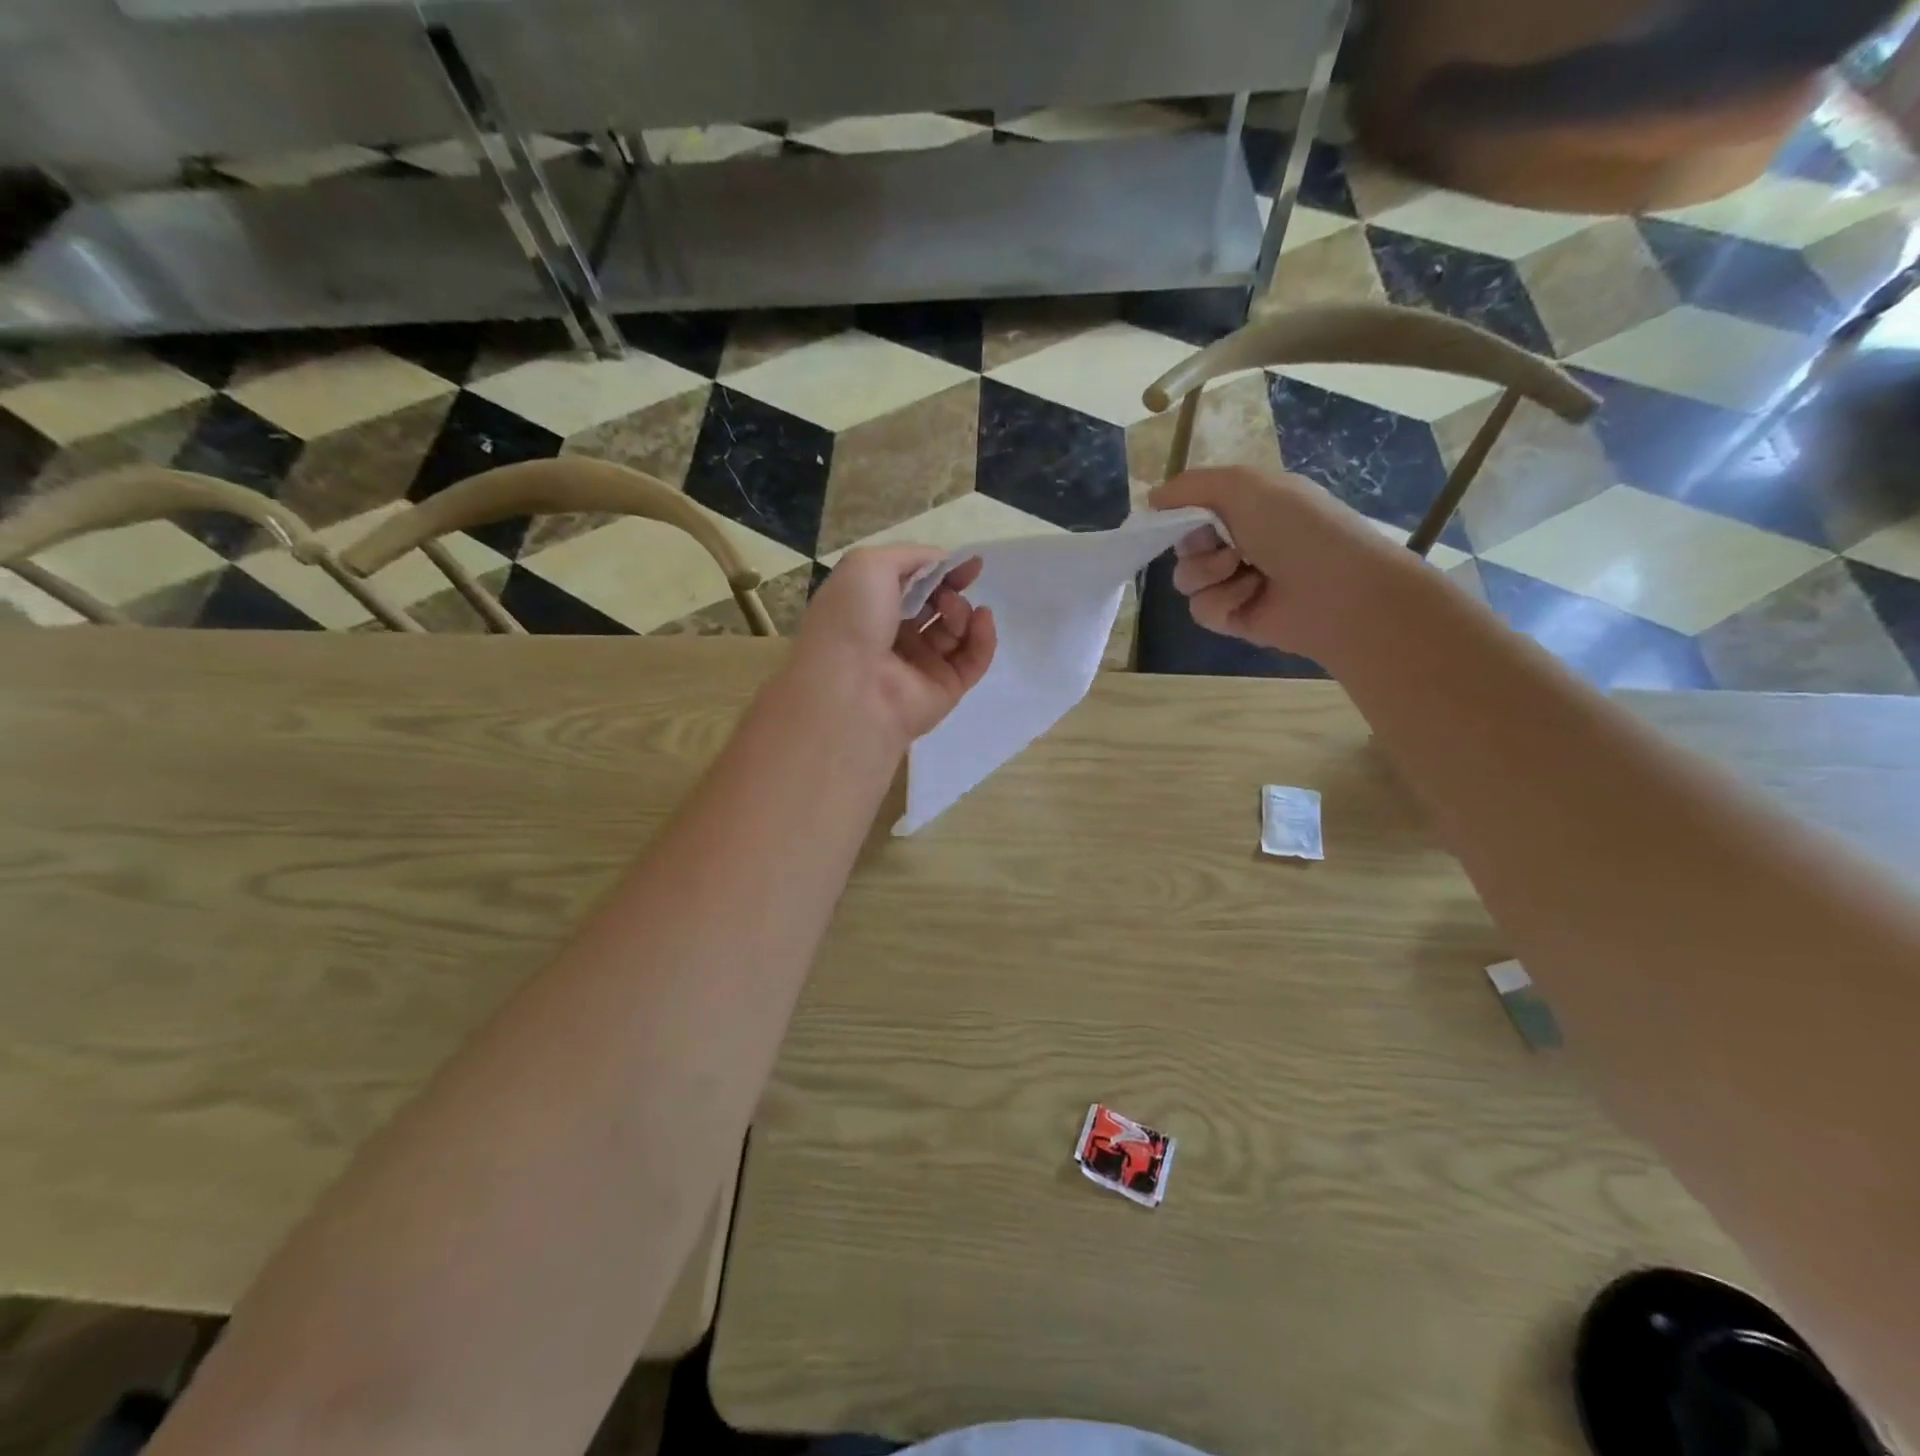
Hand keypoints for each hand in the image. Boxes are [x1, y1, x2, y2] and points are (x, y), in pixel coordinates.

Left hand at [789, 546, 997, 745]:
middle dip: (950, 590)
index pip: (912, 586)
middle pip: (936, 607)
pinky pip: (973, 660)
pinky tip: (982, 619)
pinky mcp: (946, 689)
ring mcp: (920, 666)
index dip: (938, 571)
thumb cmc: (852, 619)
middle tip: (954, 587)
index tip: (966, 562)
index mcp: (869, 608)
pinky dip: (983, 637)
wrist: (850, 687)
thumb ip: (910, 556)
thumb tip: (943, 563)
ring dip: (961, 611)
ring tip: (952, 610)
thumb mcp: (869, 564)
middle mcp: (893, 637)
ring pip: (955, 631)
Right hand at [1149, 466, 1411, 658]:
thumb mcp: (1243, 485)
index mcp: (1247, 506)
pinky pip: (1201, 610)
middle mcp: (1239, 541)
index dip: (1180, 514)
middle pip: (1182, 545)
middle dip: (1195, 544)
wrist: (1337, 588)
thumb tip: (1151, 499)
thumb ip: (1190, 486)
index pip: (1191, 509)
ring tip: (1244, 570)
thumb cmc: (1296, 526)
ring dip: (1209, 572)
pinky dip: (1222, 600)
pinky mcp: (1234, 617)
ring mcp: (1236, 581)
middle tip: (1224, 543)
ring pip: (1185, 579)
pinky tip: (1252, 595)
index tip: (1177, 517)